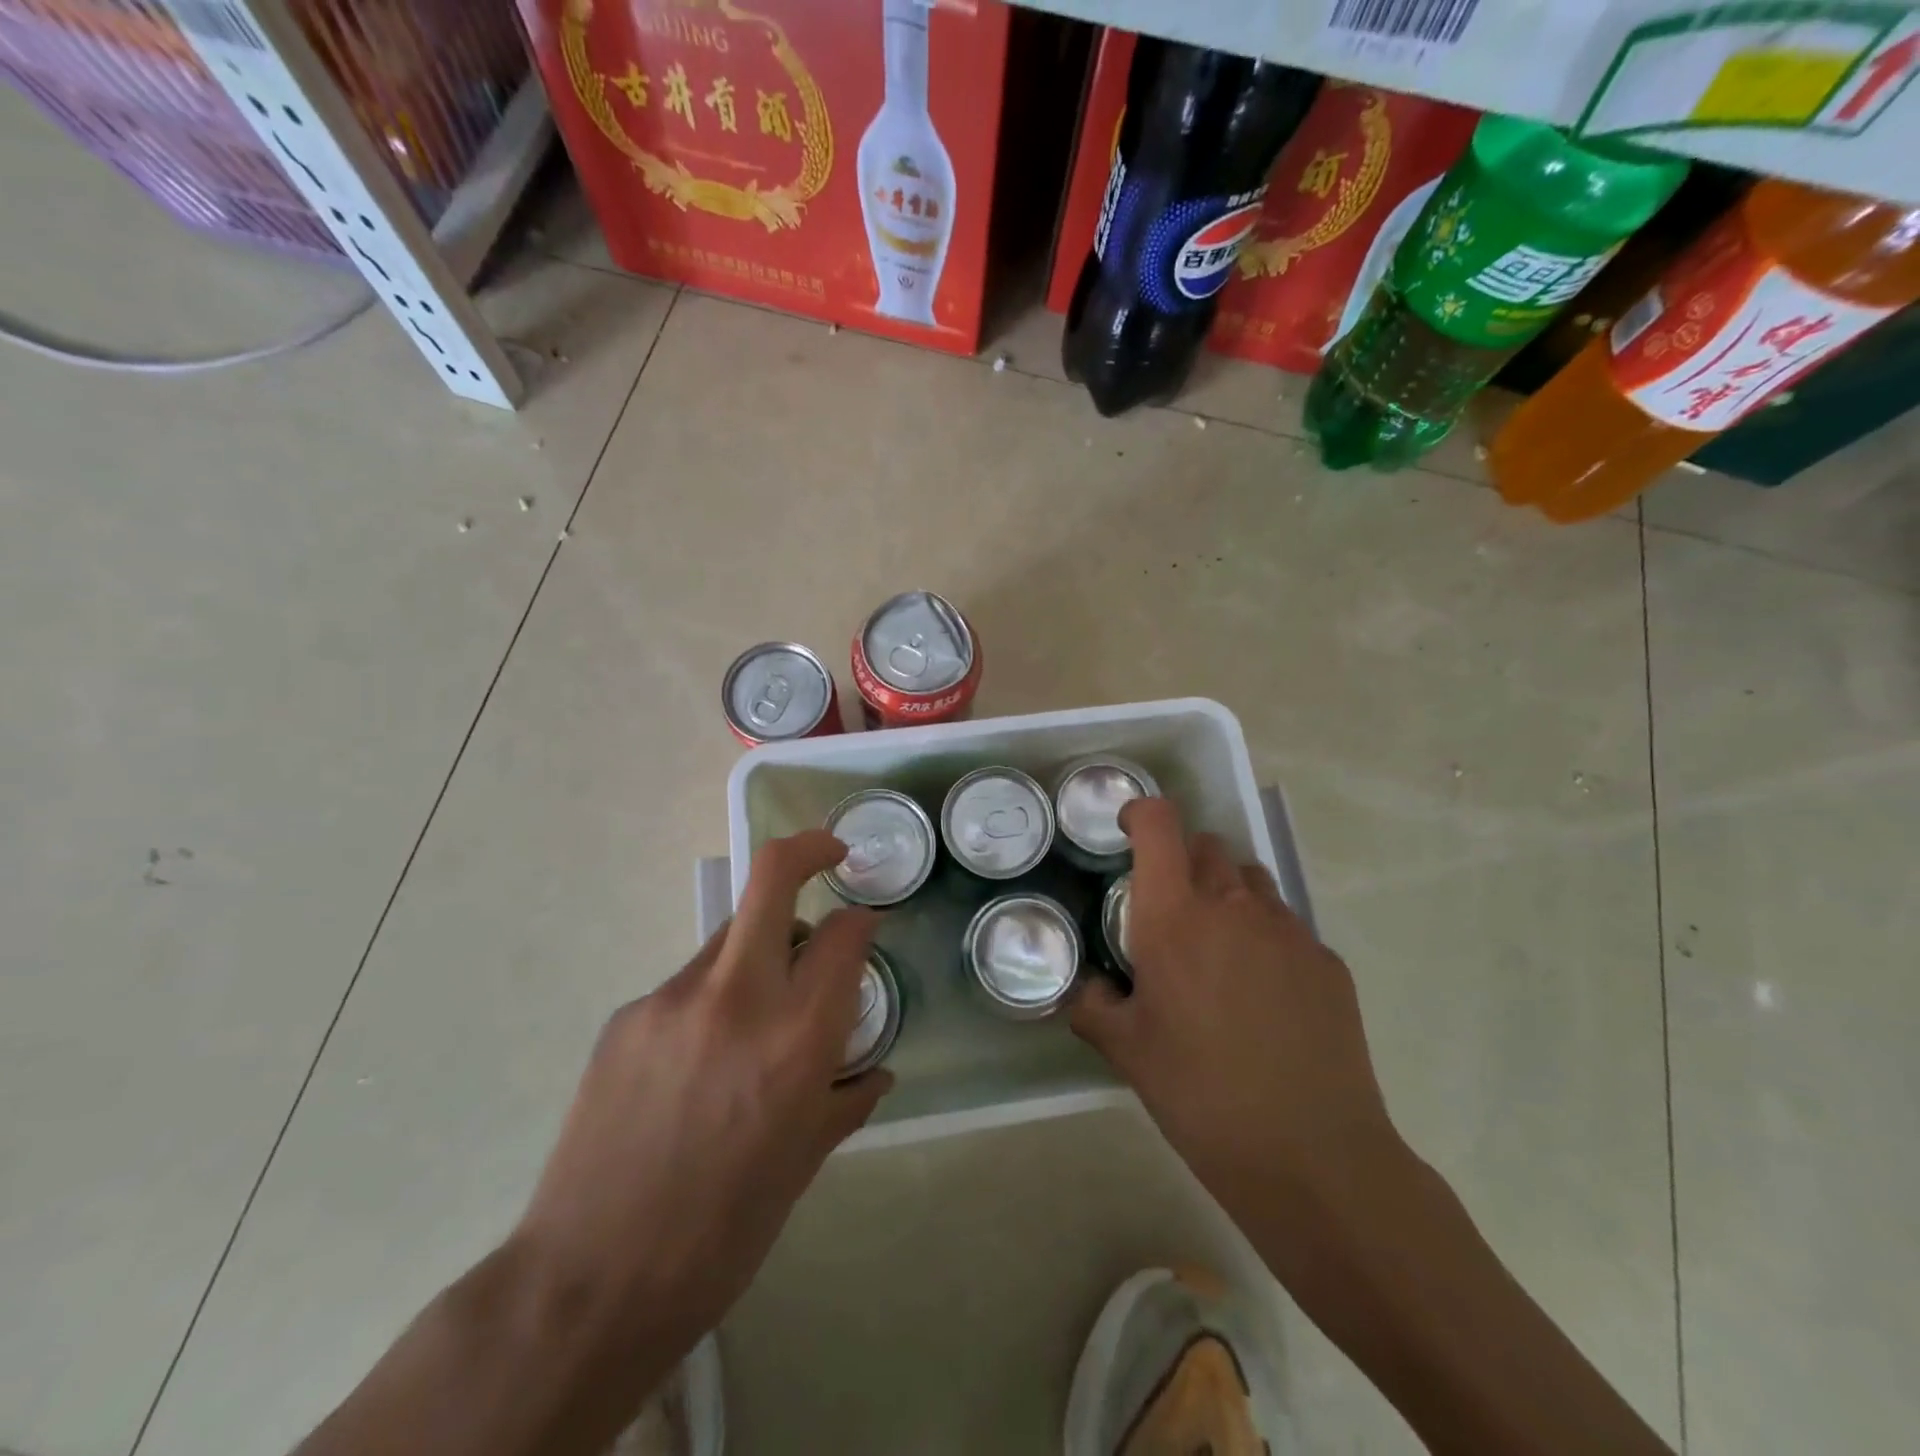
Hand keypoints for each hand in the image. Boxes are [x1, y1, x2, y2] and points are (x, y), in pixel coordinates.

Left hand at [513, 830, 890, 1360]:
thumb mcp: (805, 1163)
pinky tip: (696, 1065)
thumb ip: (846, 1098)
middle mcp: (737, 997)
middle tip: (831, 855)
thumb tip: (875, 1070)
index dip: (862, 922)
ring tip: (756, 1011)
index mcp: (796, 1038)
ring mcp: (673, 998)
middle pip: (772, 878)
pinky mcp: (628, 1015)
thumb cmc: (724, 1231)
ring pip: (730, 935)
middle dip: (810, 850)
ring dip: (759, 947)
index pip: (845, 935)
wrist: (591, 1280)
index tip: (865, 927)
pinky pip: (687, 985)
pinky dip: (711, 1000)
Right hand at [1070, 798, 1397, 1209]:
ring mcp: (1287, 930)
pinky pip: (1287, 927)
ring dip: (1226, 897)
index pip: (1160, 825)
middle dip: (1182, 864)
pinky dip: (1265, 940)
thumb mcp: (1126, 1052)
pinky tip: (1265, 998)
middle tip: (1171, 915)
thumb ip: (1093, 1005)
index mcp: (1175, 918)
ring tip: (1219, 954)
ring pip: (1250, 882)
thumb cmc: (1200, 1094)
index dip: (1142, 814)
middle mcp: (1233, 907)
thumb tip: (1086, 988)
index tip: (1129, 832)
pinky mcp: (1327, 961)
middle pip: (1206, 847)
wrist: (1311, 1154)